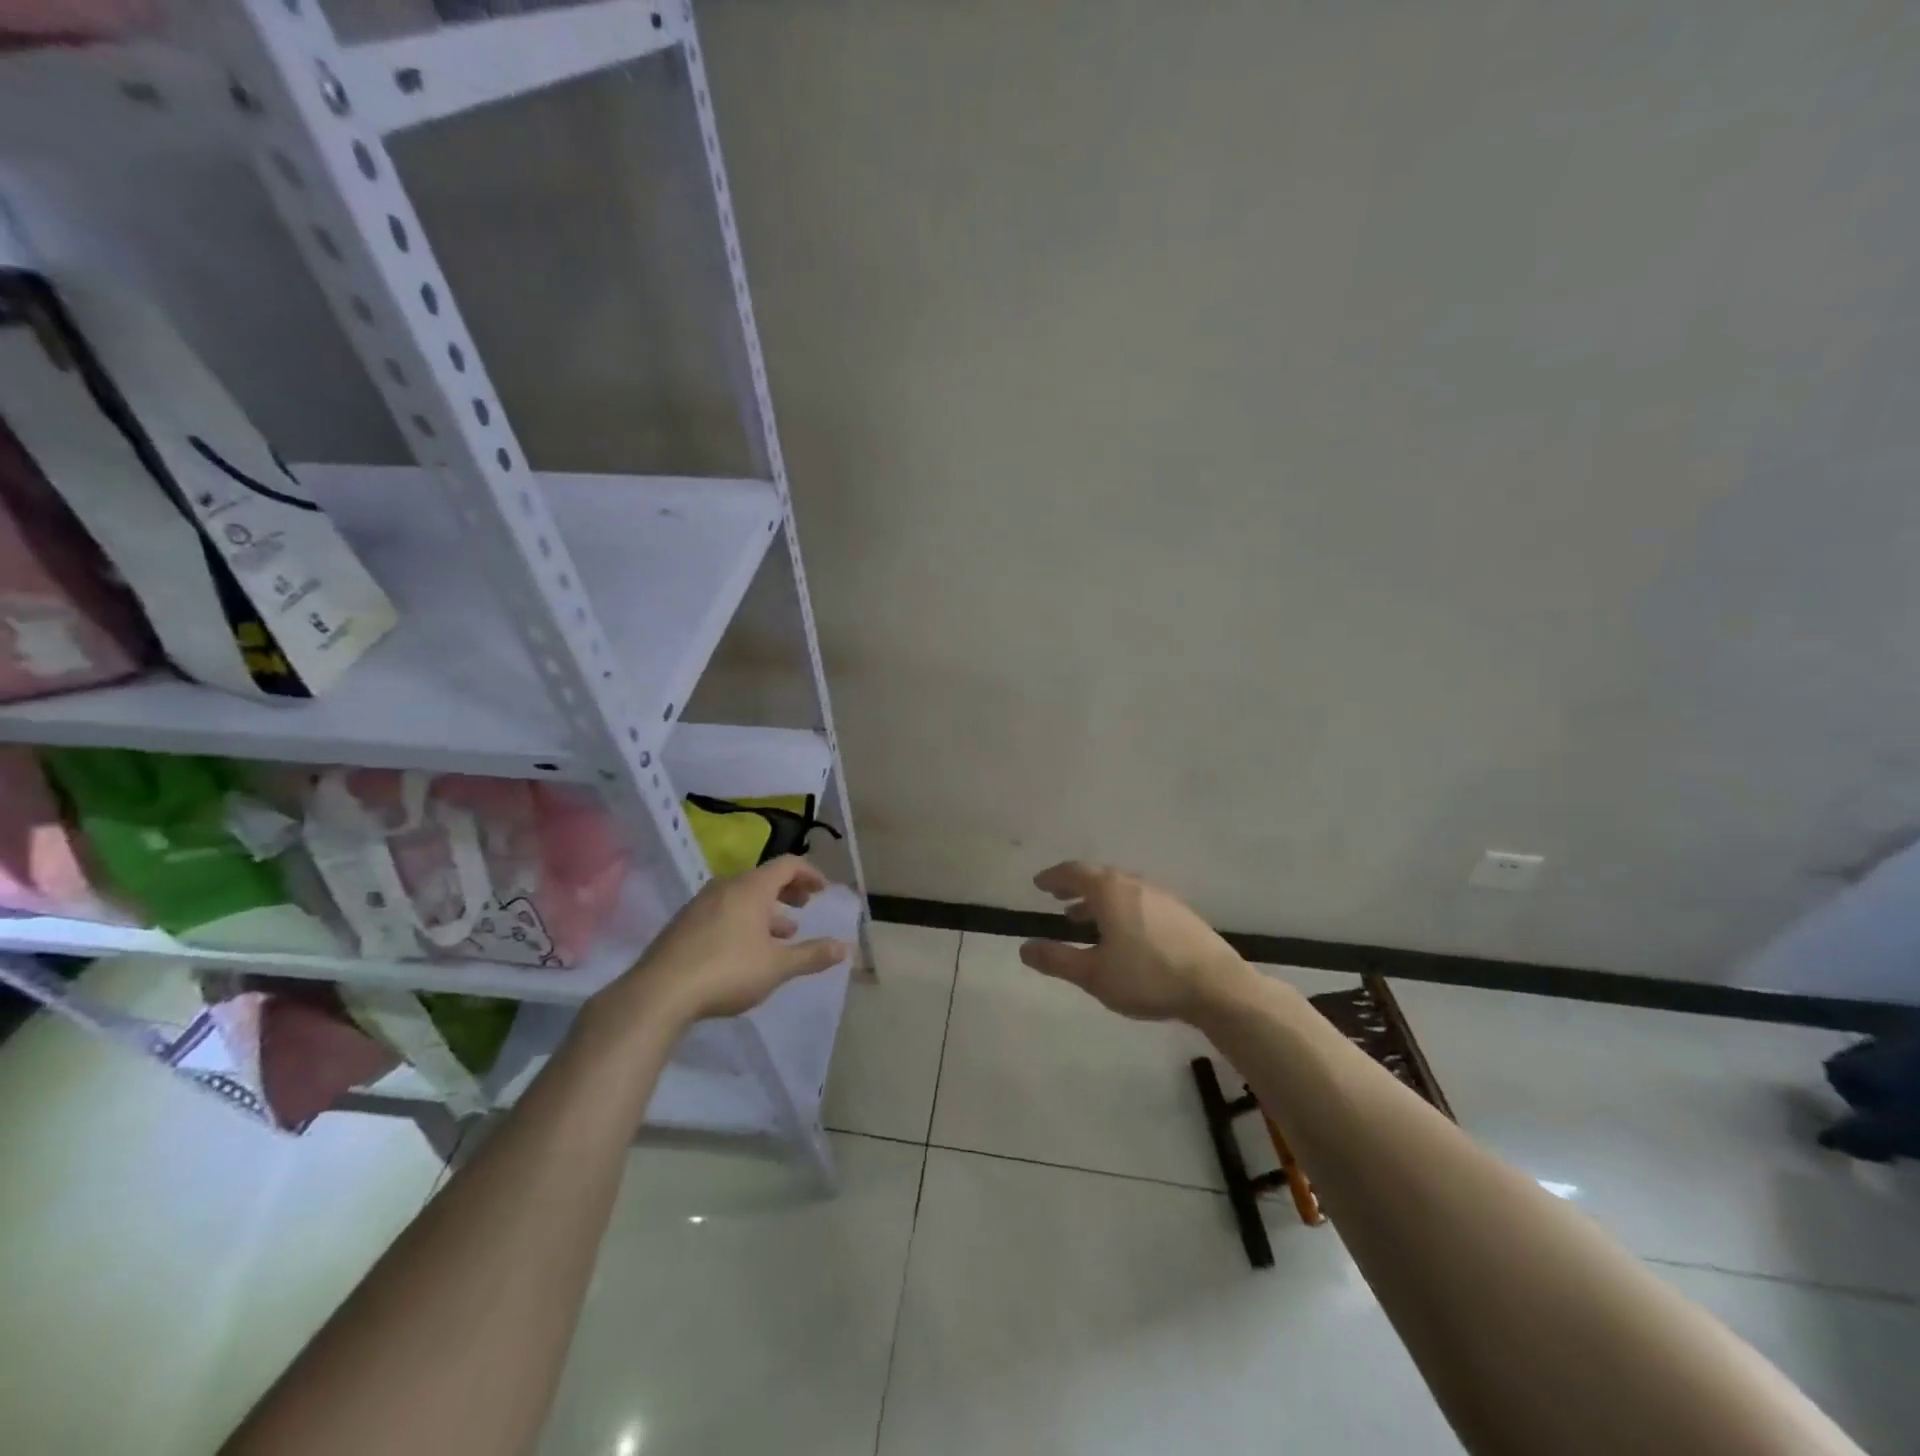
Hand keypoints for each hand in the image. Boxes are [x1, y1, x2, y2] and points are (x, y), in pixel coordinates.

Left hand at [591, 856, 848, 1031]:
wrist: (658, 993)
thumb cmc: (727, 971)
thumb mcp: (777, 966)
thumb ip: (812, 955)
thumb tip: (845, 948)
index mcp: (751, 888)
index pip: (787, 865)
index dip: (810, 873)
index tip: (823, 889)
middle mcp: (725, 887)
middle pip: (763, 878)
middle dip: (788, 891)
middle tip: (805, 905)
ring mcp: (700, 904)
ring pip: (741, 897)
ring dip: (766, 909)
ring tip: (781, 933)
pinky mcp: (682, 925)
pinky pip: (722, 911)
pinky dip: (743, 920)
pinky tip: (745, 949)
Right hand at [1019, 861, 1250, 1022]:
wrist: (1217, 986)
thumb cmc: (1148, 977)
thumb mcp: (1094, 974)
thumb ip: (1057, 960)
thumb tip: (1024, 949)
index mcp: (1110, 891)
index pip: (1074, 872)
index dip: (1053, 877)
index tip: (1039, 883)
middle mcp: (1135, 884)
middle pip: (1099, 876)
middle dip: (1075, 886)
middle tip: (1058, 897)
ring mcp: (1162, 896)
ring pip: (1121, 888)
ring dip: (1098, 899)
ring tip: (1083, 918)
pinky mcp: (1180, 913)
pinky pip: (1139, 899)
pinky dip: (1120, 907)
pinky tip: (1123, 932)